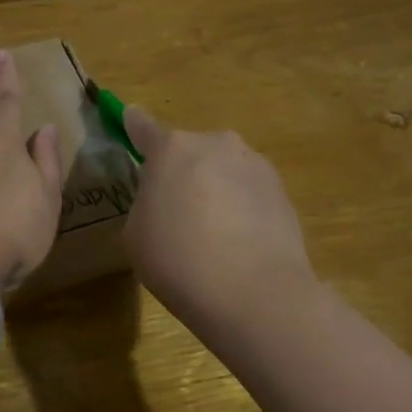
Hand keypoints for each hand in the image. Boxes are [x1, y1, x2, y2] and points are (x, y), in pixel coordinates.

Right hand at [121, 107, 318, 337]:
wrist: (254, 293)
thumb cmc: (178, 260)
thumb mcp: (135, 234)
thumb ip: (144, 203)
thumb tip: (164, 200)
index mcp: (171, 149)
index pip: (143, 127)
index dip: (133, 125)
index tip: (129, 118)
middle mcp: (216, 144)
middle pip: (189, 151)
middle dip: (181, 172)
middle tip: (174, 213)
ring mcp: (254, 165)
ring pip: (222, 170)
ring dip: (213, 189)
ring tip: (211, 235)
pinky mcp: (282, 191)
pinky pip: (248, 192)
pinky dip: (240, 208)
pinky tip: (237, 244)